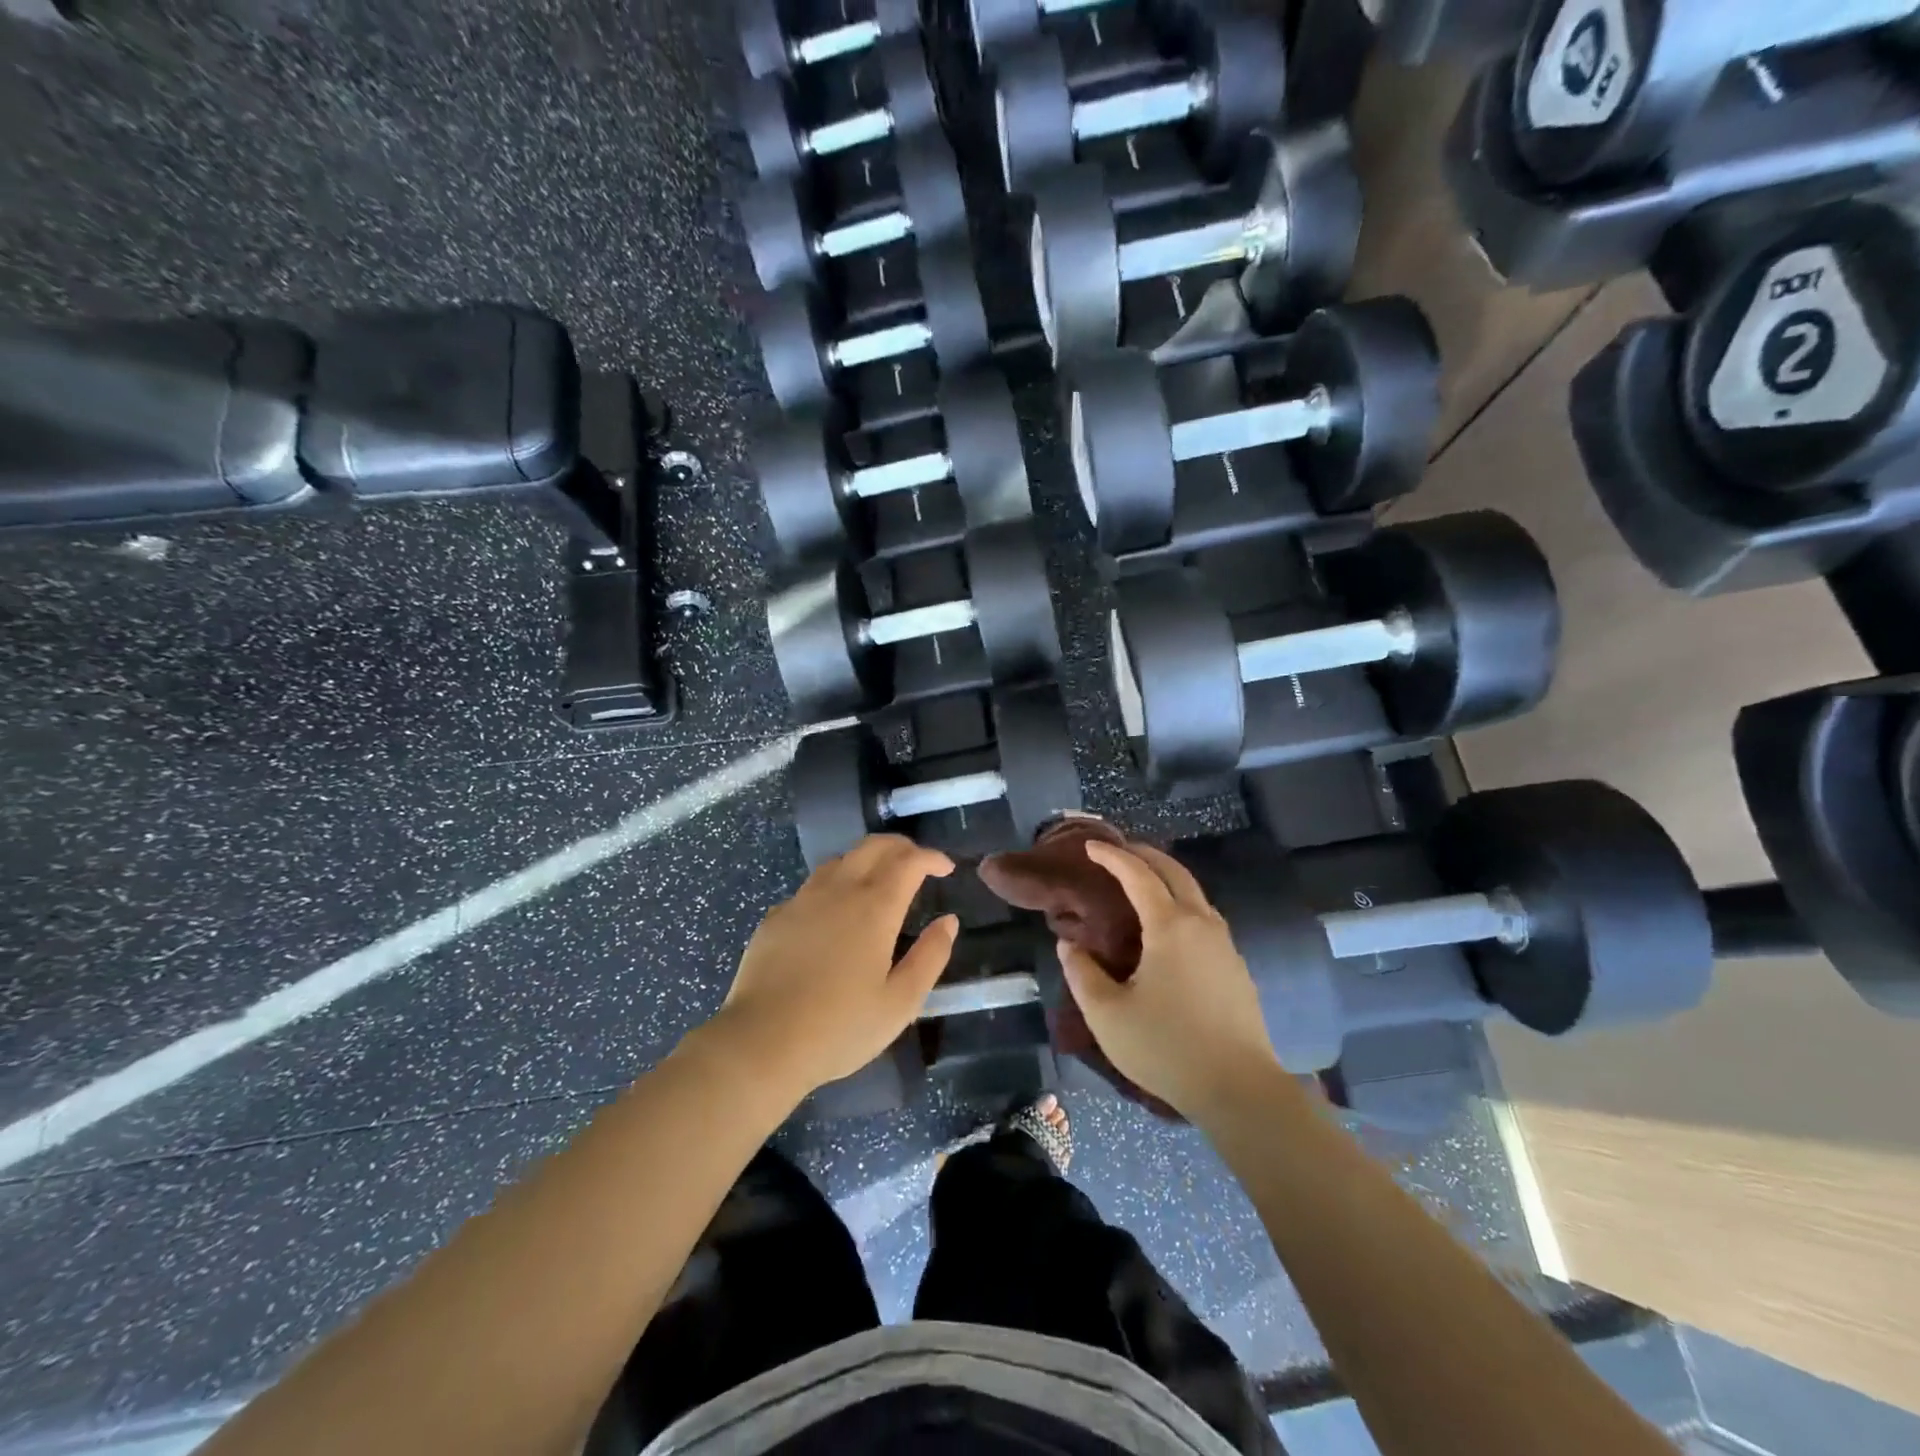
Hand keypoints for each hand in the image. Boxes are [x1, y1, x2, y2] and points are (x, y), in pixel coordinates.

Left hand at [714, 835, 957, 1097]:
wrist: (761, 1043)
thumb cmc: (840, 1027)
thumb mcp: (900, 1003)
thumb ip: (930, 957)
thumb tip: (948, 922)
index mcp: (875, 907)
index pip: (909, 861)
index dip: (931, 857)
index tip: (946, 868)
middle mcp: (839, 890)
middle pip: (873, 846)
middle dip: (901, 847)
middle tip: (917, 864)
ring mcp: (802, 900)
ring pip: (839, 860)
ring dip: (866, 860)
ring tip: (878, 882)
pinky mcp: (776, 916)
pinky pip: (811, 886)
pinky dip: (834, 885)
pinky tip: (833, 913)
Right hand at [1058, 841, 1282, 1122]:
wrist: (1239, 1089)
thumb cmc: (1166, 1047)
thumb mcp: (1106, 1014)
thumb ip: (1081, 972)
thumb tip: (1070, 944)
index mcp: (1170, 926)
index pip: (1138, 874)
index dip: (1112, 856)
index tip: (1091, 847)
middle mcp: (1202, 924)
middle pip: (1174, 872)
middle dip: (1144, 855)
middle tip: (1118, 852)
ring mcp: (1224, 945)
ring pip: (1195, 893)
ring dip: (1166, 878)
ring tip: (1141, 884)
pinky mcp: (1235, 967)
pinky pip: (1205, 917)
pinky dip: (1181, 902)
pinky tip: (1168, 926)